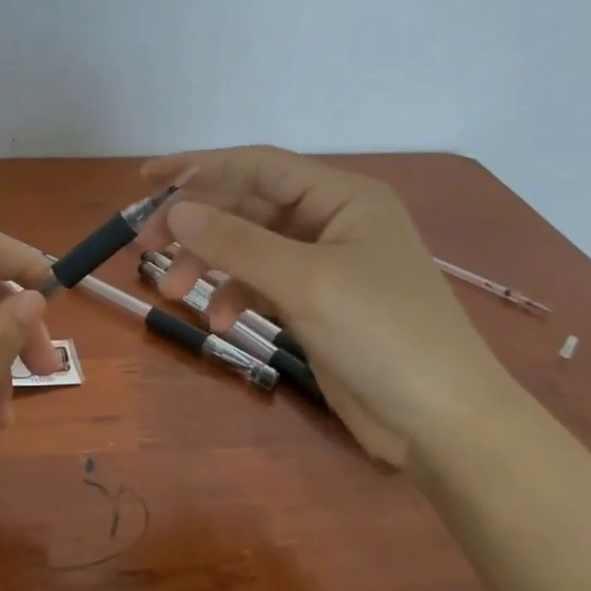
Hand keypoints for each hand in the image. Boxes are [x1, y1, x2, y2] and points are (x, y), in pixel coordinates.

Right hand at [134, 146, 519, 462]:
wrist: (443, 424)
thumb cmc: (384, 334)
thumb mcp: (306, 282)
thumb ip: (236, 243)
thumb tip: (173, 211)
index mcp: (342, 197)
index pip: (257, 166)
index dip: (200, 167)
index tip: (148, 180)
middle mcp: (331, 220)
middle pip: (246, 206)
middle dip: (197, 226)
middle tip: (146, 247)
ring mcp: (323, 263)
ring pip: (248, 247)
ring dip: (209, 265)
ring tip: (171, 292)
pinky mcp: (315, 303)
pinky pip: (260, 283)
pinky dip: (235, 296)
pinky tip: (221, 323)